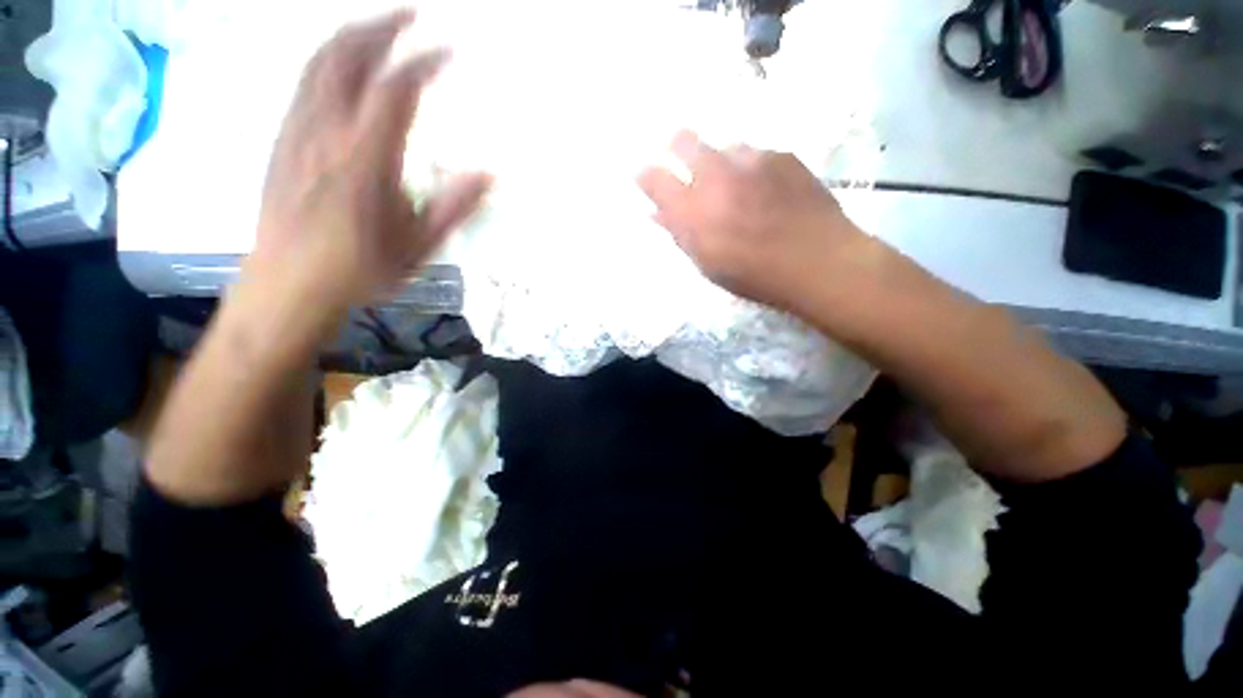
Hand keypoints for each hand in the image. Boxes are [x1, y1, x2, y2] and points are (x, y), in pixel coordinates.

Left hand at [251, 9, 490, 310]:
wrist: (288, 283)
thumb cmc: (359, 269)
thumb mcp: (418, 247)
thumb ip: (452, 208)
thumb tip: (488, 175)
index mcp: (365, 160)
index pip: (395, 90)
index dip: (423, 62)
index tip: (449, 49)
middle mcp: (326, 132)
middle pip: (348, 57)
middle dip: (381, 26)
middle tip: (411, 13)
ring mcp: (298, 131)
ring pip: (320, 61)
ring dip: (351, 34)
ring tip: (379, 25)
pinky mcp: (283, 138)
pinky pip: (304, 81)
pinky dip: (328, 58)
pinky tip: (343, 62)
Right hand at [637, 131, 866, 313]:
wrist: (819, 262)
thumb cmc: (755, 275)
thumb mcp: (708, 265)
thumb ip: (679, 234)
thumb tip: (656, 213)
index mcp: (693, 212)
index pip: (655, 178)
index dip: (646, 174)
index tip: (646, 176)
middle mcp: (716, 176)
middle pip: (683, 140)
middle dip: (676, 148)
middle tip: (685, 165)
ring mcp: (750, 160)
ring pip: (722, 146)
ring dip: (720, 162)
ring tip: (736, 187)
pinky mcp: (781, 154)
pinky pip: (754, 153)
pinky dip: (751, 168)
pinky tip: (766, 190)